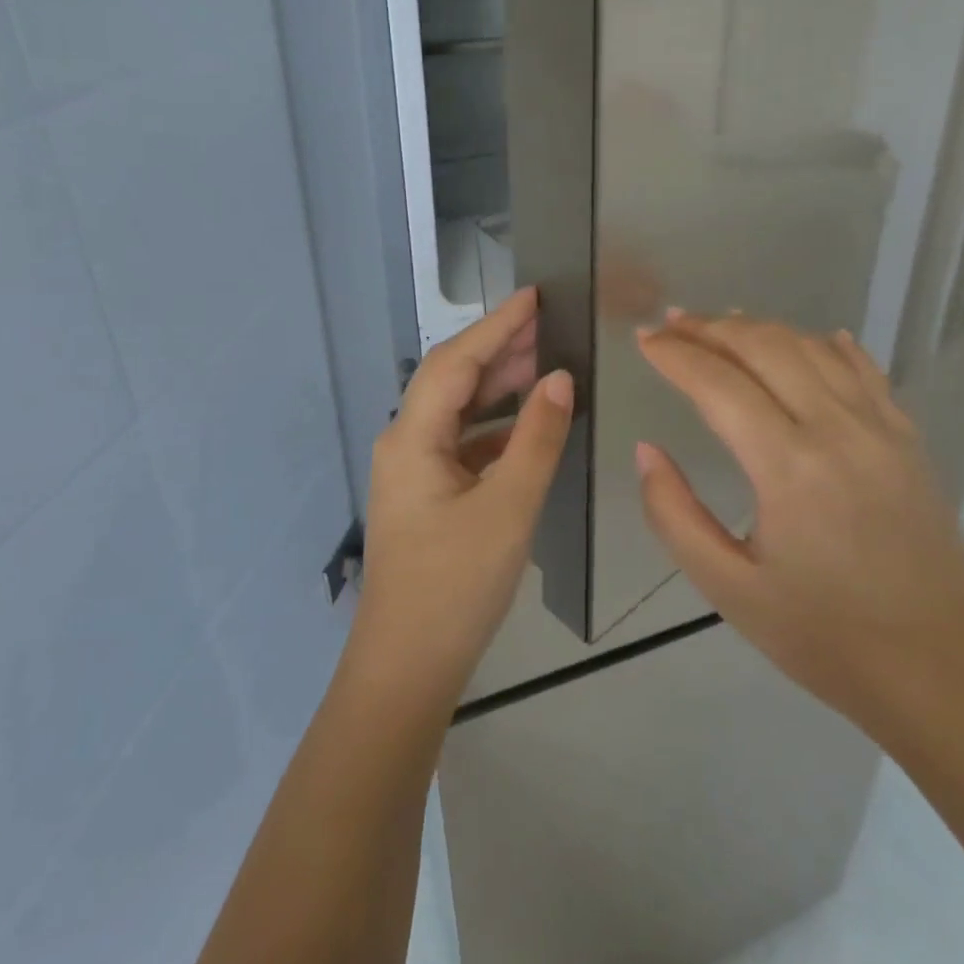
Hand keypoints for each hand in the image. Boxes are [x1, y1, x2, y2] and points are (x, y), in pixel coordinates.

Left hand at [351, 287, 574, 708]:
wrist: (406, 668)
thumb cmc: (455, 586)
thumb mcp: (508, 507)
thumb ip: (536, 438)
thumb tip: (558, 378)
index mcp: (412, 438)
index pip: (456, 362)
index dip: (496, 326)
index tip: (535, 296)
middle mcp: (404, 444)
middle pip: (452, 381)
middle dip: (498, 349)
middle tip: (548, 326)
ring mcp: (412, 472)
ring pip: (458, 412)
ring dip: (497, 387)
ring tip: (544, 365)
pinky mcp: (426, 497)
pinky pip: (462, 444)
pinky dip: (495, 427)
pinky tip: (527, 427)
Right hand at [633, 312, 963, 728]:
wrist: (940, 672)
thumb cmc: (825, 636)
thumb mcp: (728, 588)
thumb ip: (674, 514)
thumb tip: (647, 451)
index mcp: (788, 466)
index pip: (718, 383)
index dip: (676, 355)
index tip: (644, 341)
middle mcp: (836, 429)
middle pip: (765, 347)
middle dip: (711, 328)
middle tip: (673, 324)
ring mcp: (880, 428)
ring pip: (812, 347)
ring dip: (761, 328)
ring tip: (723, 324)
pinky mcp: (907, 439)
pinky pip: (864, 369)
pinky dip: (827, 344)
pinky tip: (811, 339)